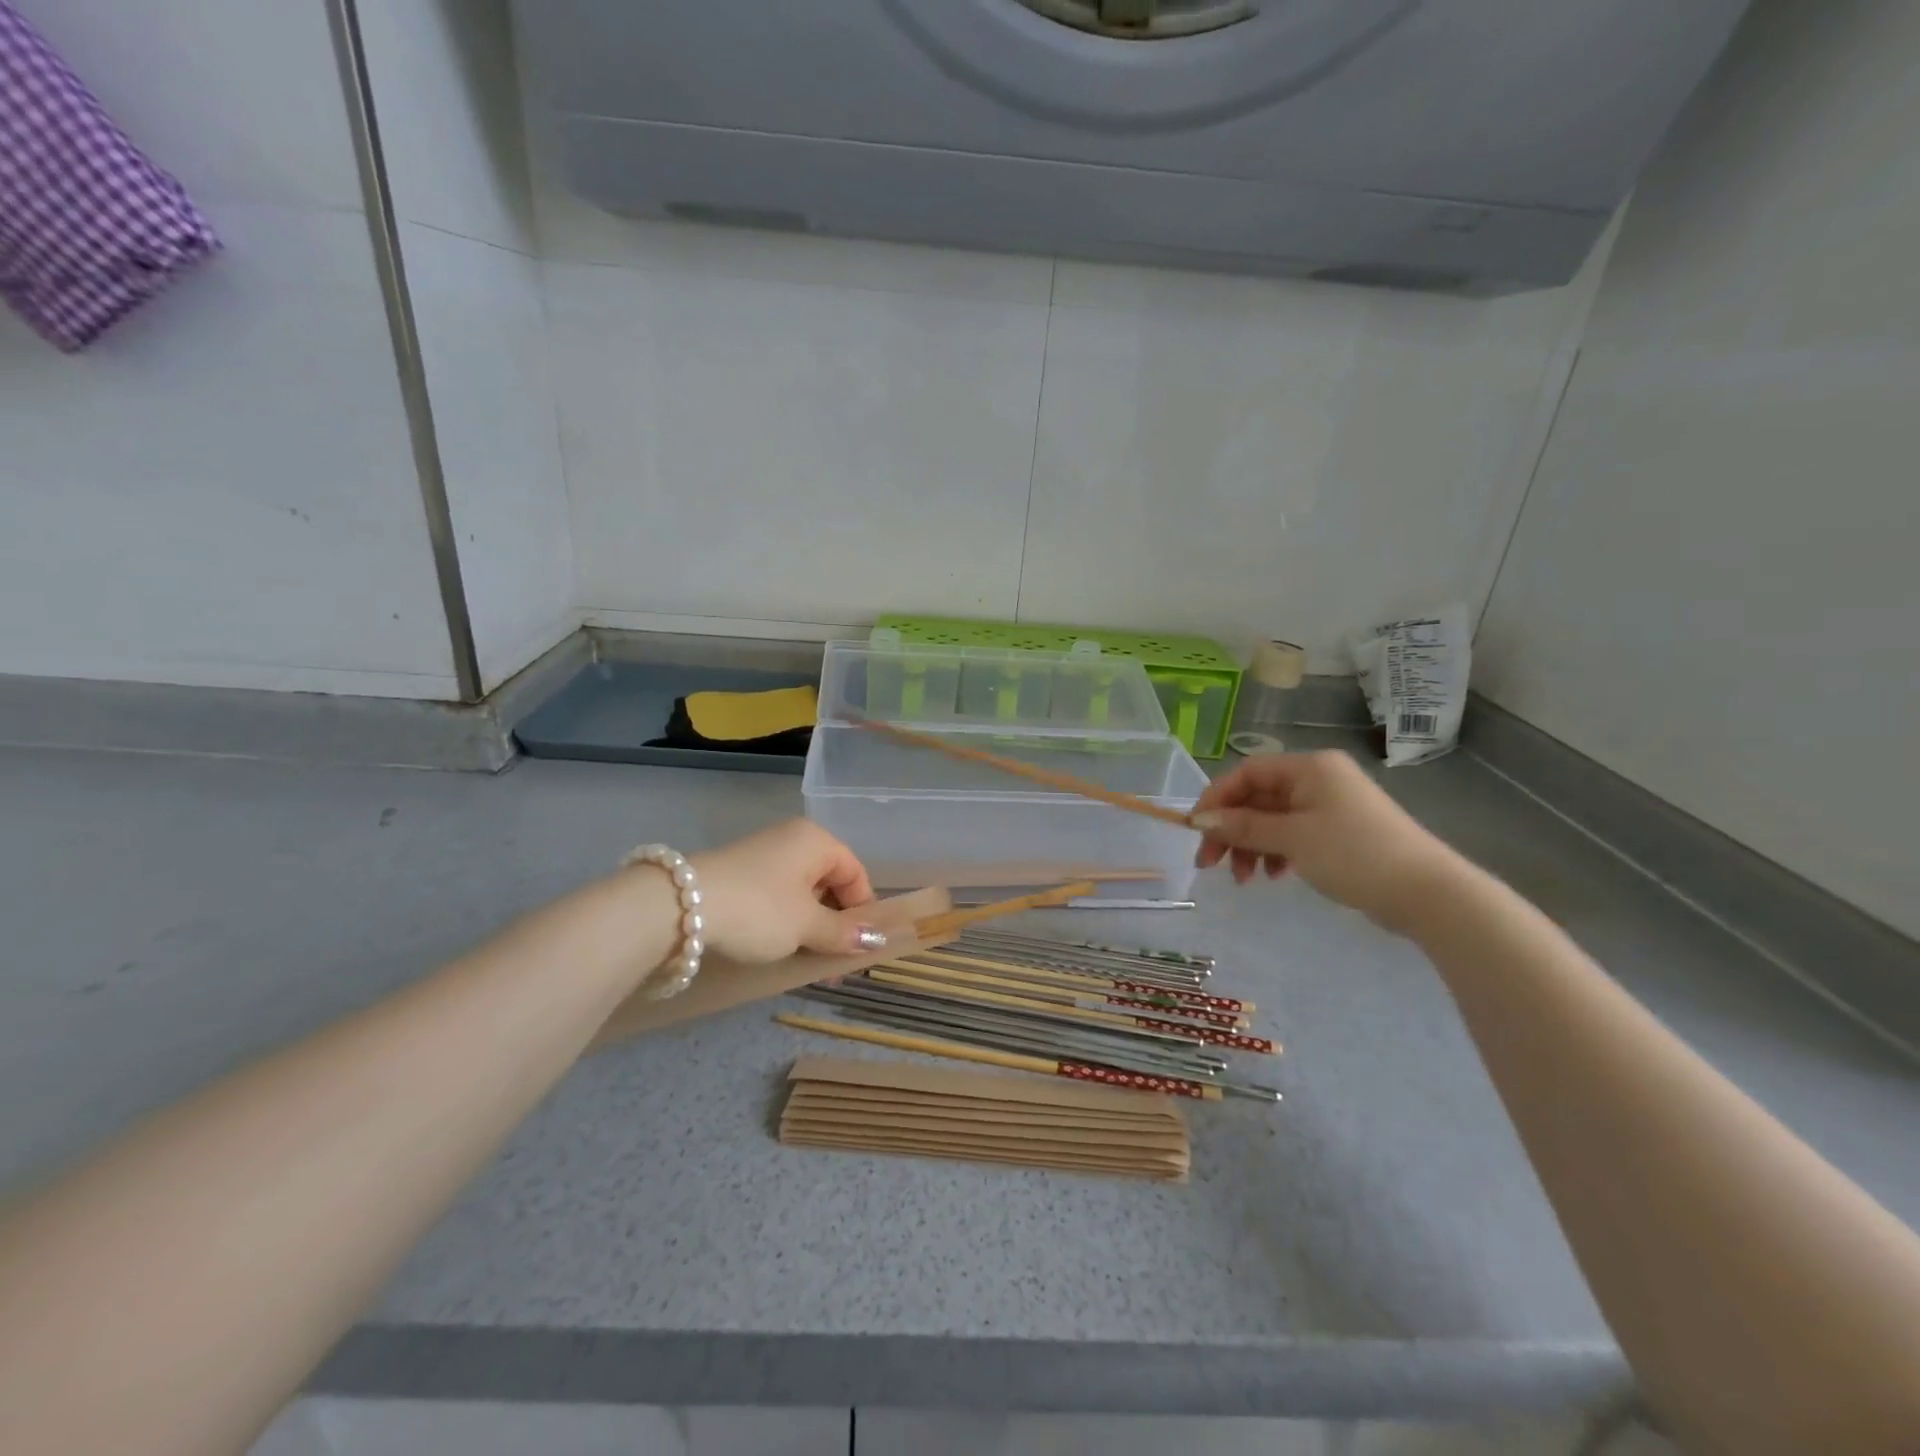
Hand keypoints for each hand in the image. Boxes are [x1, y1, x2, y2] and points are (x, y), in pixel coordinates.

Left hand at [689, 819, 883, 962]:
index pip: (856, 874)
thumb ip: (843, 933)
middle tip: (830, 963)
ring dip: (808, 926)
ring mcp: (762, 855)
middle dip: (834, 924)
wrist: (678, 907)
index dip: (863, 912)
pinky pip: (775, 896)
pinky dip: (782, 921)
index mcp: (816, 841)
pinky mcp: (737, 873)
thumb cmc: (758, 910)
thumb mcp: (806, 925)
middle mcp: (792, 839)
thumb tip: (875, 940)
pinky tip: (775, 947)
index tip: (856, 950)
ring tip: (802, 960)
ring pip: (801, 892)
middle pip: (829, 882)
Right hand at [1190, 750, 1462, 932]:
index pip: (1247, 773)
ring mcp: (1331, 806)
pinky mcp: (1340, 832)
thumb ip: (1243, 827)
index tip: (1196, 831)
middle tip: (1210, 863)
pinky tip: (1274, 875)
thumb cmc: (1355, 854)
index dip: (1216, 799)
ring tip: (1245, 879)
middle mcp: (1318, 779)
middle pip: (1257, 798)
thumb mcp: (1292, 839)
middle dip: (1231, 830)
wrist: (1428, 893)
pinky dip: (1276, 852)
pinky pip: (1293, 834)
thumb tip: (1201, 821)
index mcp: (1309, 768)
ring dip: (1251, 846)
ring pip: (1273, 819)